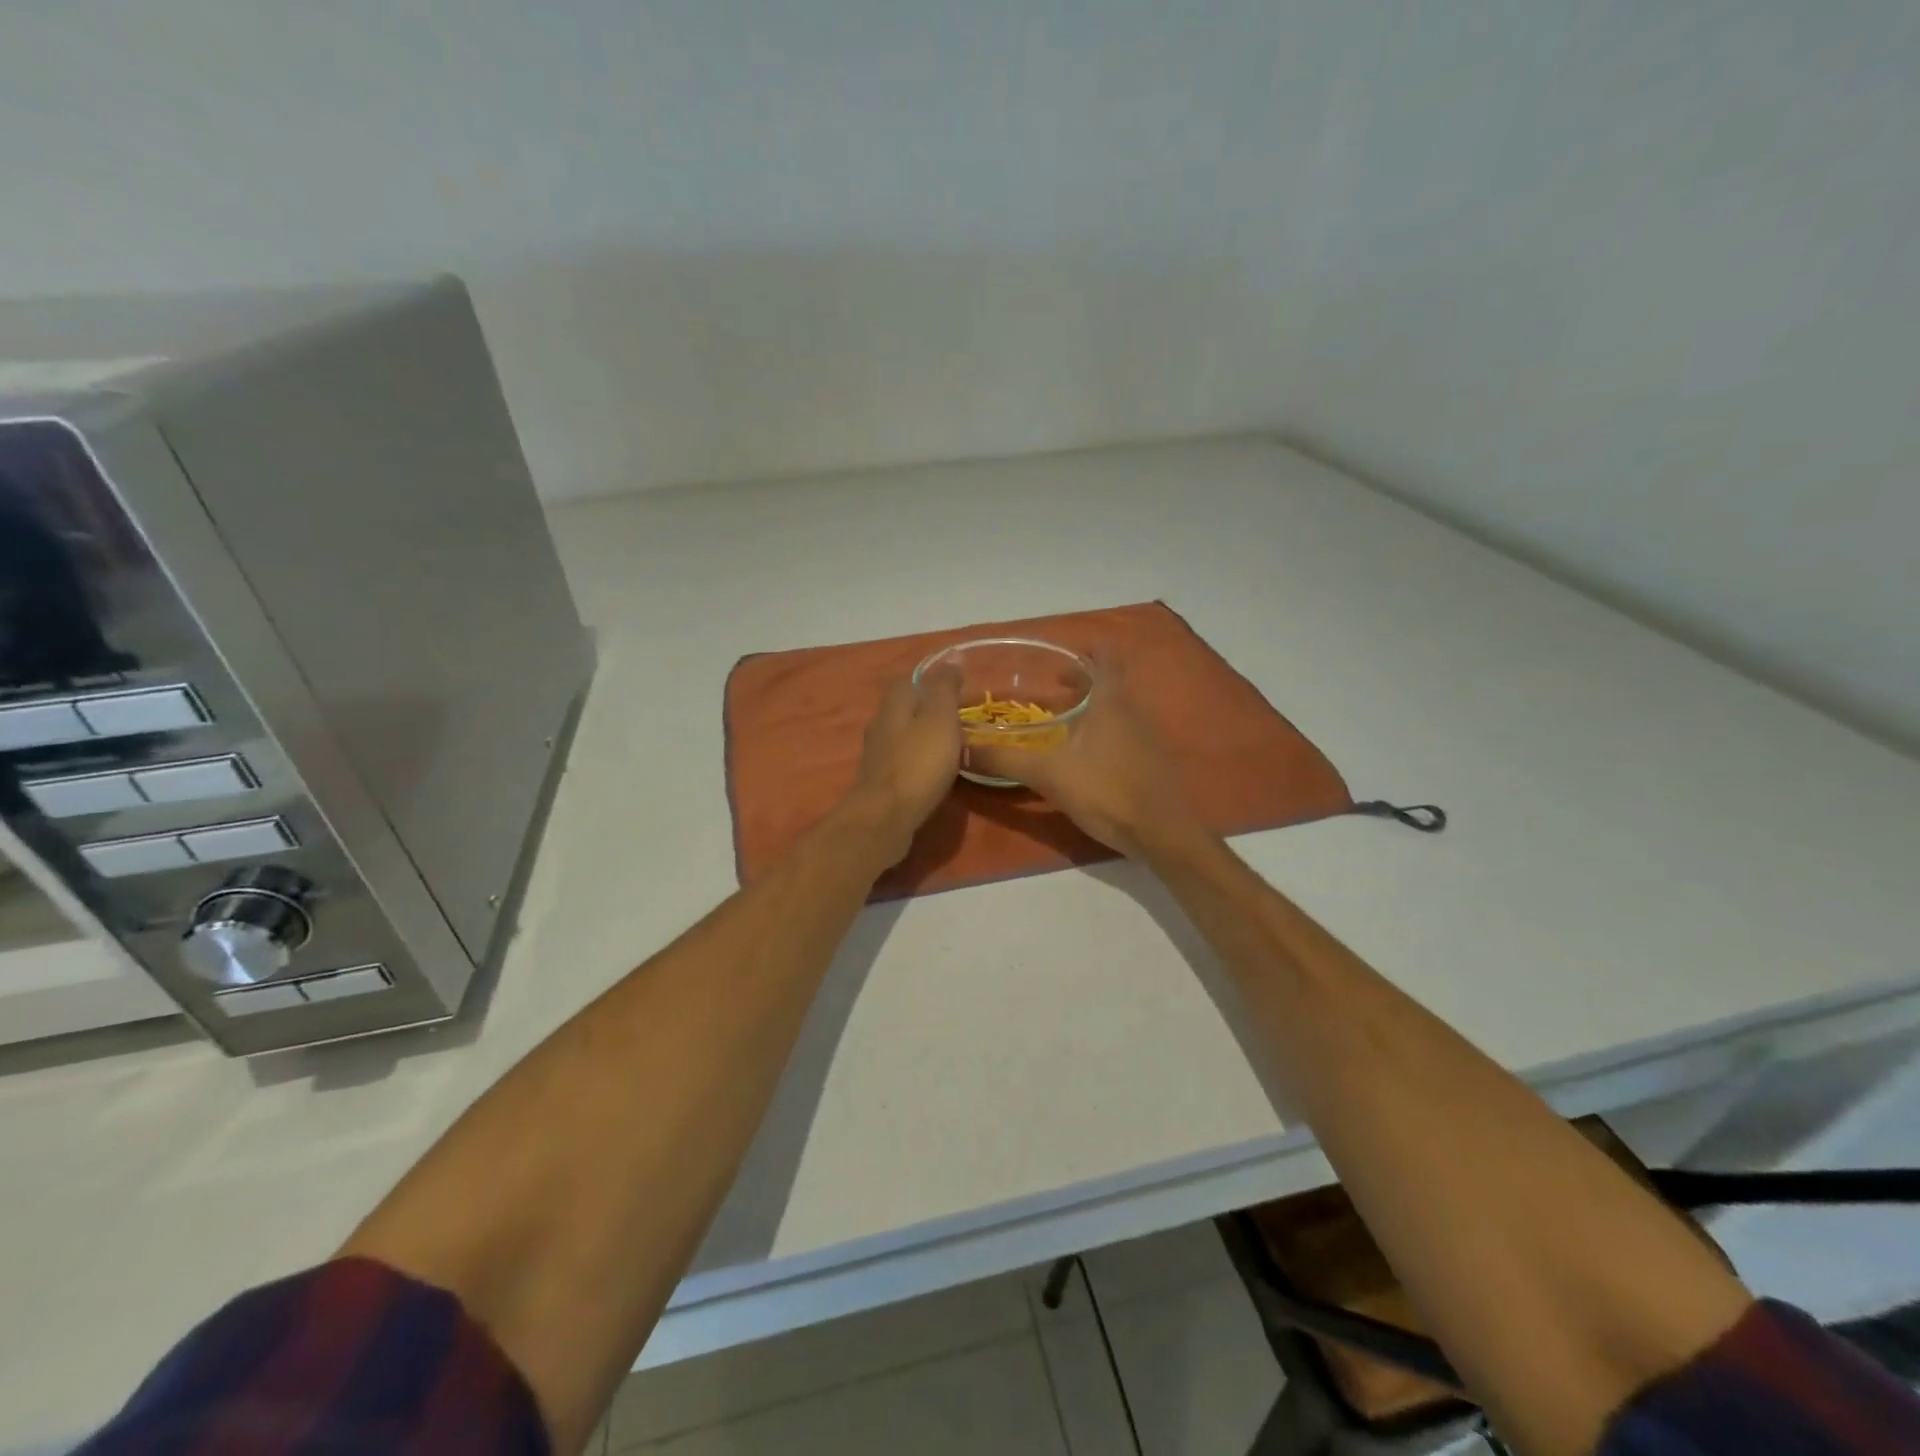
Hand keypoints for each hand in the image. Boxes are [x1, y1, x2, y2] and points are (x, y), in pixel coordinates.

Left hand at [843, 666, 963, 862]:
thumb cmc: (918, 764)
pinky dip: (919, 762)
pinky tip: (934, 772)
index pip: (908, 680)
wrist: (885, 818)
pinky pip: (903, 763)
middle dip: (927, 709)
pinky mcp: (880, 783)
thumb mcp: (940, 719)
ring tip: (951, 745)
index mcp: (894, 705)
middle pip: (903, 708)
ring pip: (902, 736)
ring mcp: (878, 756)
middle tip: (958, 717)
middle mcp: (880, 726)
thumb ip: (944, 689)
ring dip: (923, 737)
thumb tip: (951, 658)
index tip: (955, 687)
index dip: (930, 680)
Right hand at [971, 659, 1198, 858]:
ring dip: (1088, 708)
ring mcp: (1144, 737)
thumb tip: (961, 749)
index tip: (1059, 653)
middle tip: (1047, 685)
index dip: (1085, 649)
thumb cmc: (1106, 790)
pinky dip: (1098, 733)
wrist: (1161, 834)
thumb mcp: (1048, 774)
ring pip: (1113, 709)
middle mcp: (1131, 710)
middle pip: (1107, 683)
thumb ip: (1005, 760)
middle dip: (1080, 680)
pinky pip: (1119, 734)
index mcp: (1111, 700)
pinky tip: (1078, 755)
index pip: (1105, 656)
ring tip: (1057, 719)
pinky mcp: (1147, 762)